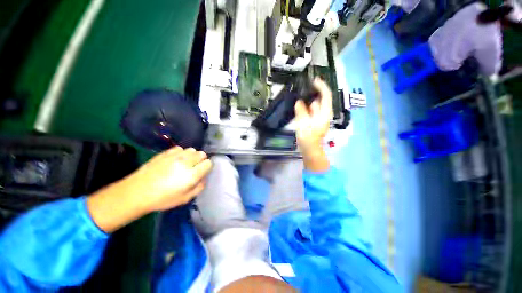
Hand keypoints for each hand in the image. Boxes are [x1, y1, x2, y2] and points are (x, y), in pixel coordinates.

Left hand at [124, 147, 211, 211]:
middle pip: (201, 154)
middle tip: (194, 168)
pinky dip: (181, 153)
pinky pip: (180, 148)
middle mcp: (186, 162)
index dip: (207, 167)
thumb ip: (199, 187)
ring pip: (192, 150)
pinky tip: (175, 160)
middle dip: (201, 160)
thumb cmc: (162, 199)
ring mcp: (175, 156)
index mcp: (192, 174)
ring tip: (185, 163)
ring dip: (192, 155)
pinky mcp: (165, 153)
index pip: (208, 163)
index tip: (202, 172)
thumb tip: (203, 178)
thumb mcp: (185, 199)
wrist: (137, 192)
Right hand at [294, 78, 331, 171]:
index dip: (321, 86)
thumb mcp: (303, 124)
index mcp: (324, 112)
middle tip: (302, 88)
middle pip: (320, 99)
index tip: (313, 80)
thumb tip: (299, 102)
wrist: (310, 149)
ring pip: (314, 105)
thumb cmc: (308, 137)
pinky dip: (305, 107)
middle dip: (312, 93)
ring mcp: (319, 117)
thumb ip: (301, 111)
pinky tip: (298, 106)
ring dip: (307, 100)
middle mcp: (323, 113)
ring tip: (298, 96)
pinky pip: (310, 110)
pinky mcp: (314, 121)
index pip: (326, 95)